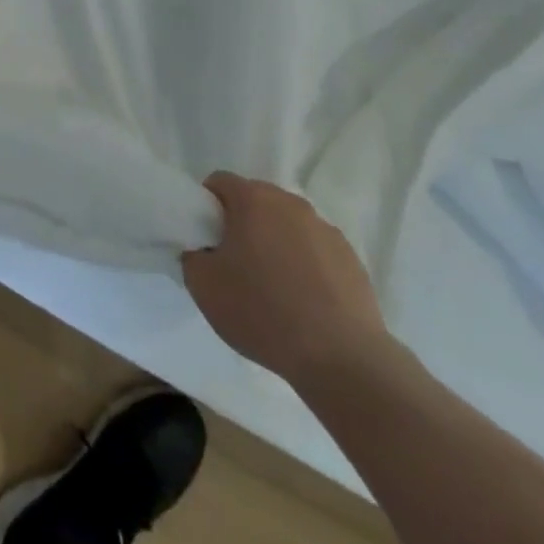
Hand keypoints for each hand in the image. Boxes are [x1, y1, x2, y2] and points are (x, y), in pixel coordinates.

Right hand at [181, 172, 391, 387]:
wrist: (343, 360)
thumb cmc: (263, 313)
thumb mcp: (203, 286)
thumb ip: (192, 255)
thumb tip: (203, 251)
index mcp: (253, 199)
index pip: (219, 183)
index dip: (207, 206)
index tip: (207, 238)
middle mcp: (290, 203)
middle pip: (256, 200)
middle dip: (243, 222)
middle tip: (237, 262)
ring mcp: (326, 229)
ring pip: (288, 225)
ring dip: (276, 241)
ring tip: (275, 286)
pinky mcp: (352, 259)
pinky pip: (316, 250)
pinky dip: (306, 264)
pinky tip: (305, 300)